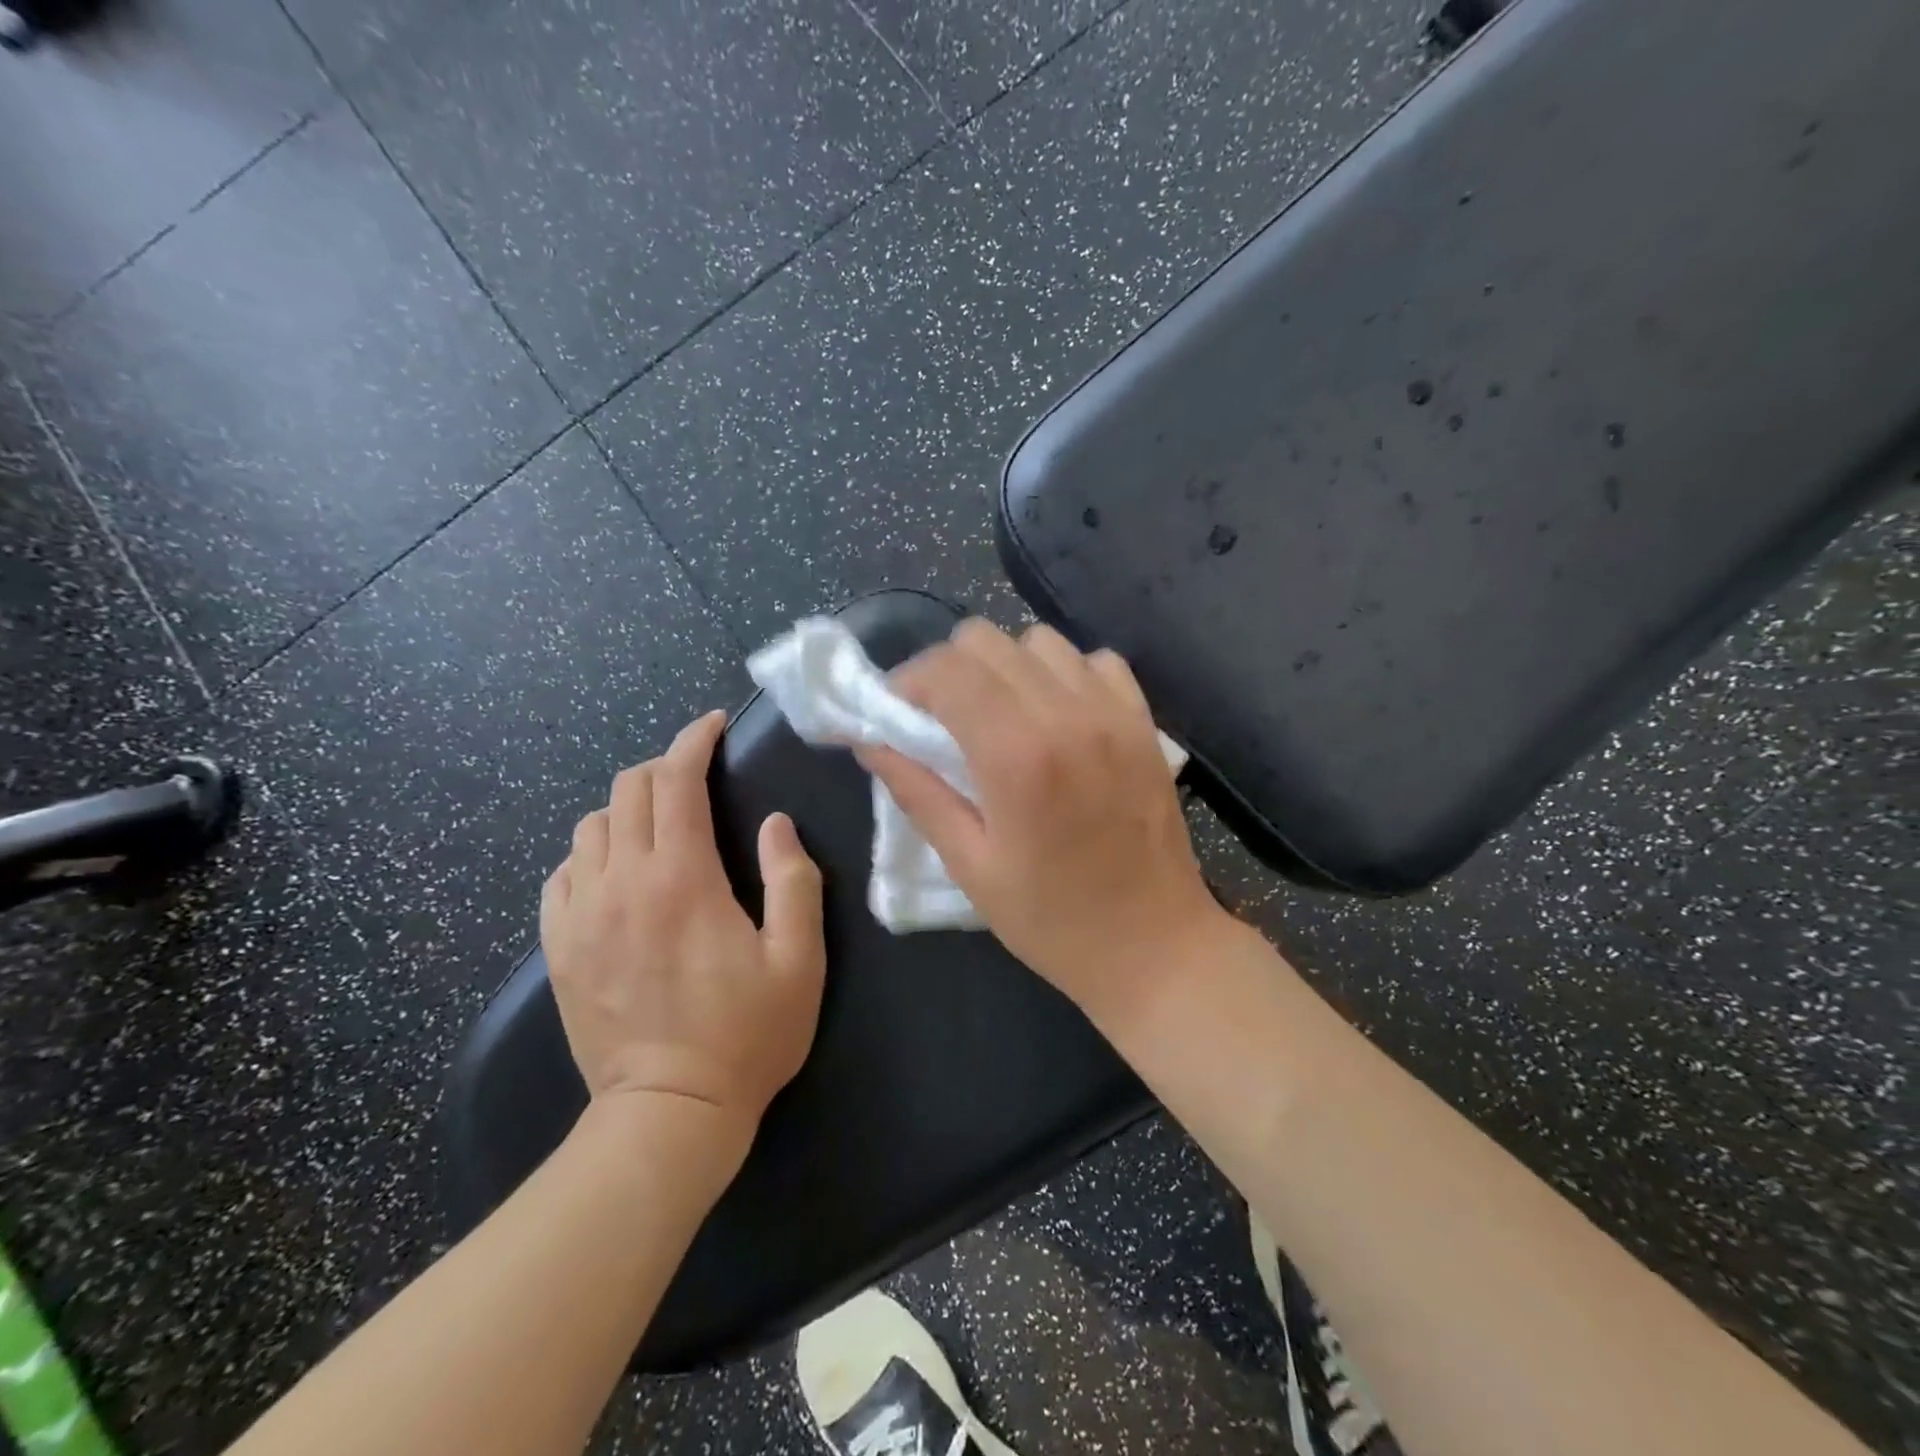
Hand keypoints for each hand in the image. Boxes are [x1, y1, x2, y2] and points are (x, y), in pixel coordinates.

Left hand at [541, 711, 825, 1146]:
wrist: (669, 1113)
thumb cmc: (746, 1035)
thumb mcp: (799, 959)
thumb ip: (793, 881)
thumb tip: (776, 825)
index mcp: (683, 879)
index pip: (677, 781)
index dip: (694, 742)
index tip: (713, 727)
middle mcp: (622, 883)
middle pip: (628, 791)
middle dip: (664, 767)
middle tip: (697, 779)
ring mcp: (581, 915)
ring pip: (590, 826)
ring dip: (628, 809)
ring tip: (661, 825)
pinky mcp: (559, 948)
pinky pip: (562, 873)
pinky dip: (591, 853)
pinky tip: (617, 871)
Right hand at [856, 620, 1227, 1029]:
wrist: (1155, 946)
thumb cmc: (1053, 920)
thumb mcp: (971, 866)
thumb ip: (918, 793)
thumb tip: (871, 741)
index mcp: (1017, 755)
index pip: (947, 669)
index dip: (909, 680)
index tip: (897, 712)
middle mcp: (1067, 715)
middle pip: (988, 639)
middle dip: (950, 669)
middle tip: (941, 717)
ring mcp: (1113, 712)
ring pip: (1039, 640)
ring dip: (1006, 668)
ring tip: (1000, 715)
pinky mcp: (1144, 721)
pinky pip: (1094, 661)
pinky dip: (1064, 674)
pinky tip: (1057, 717)